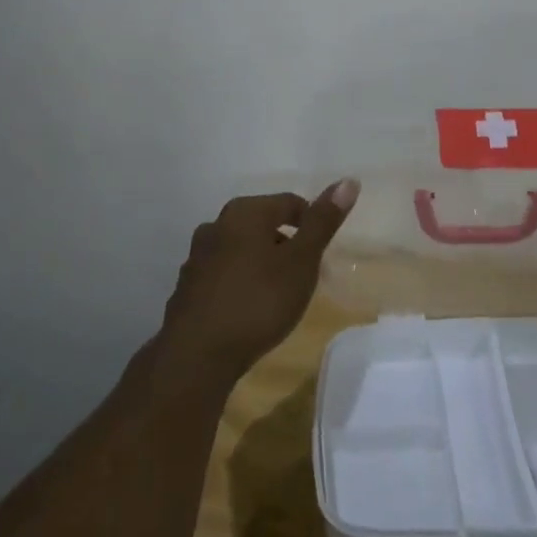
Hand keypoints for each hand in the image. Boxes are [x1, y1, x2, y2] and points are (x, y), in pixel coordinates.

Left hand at [155, 179, 358, 389]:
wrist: (197, 356)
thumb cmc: (257, 301)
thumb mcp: (301, 261)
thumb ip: (322, 222)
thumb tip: (348, 180)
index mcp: (245, 212)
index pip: (289, 202)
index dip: (312, 223)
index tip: (323, 252)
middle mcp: (216, 225)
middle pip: (262, 224)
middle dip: (286, 244)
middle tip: (305, 273)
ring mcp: (197, 257)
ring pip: (241, 249)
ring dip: (262, 263)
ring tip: (280, 293)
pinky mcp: (188, 287)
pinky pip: (224, 274)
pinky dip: (241, 282)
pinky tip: (250, 309)